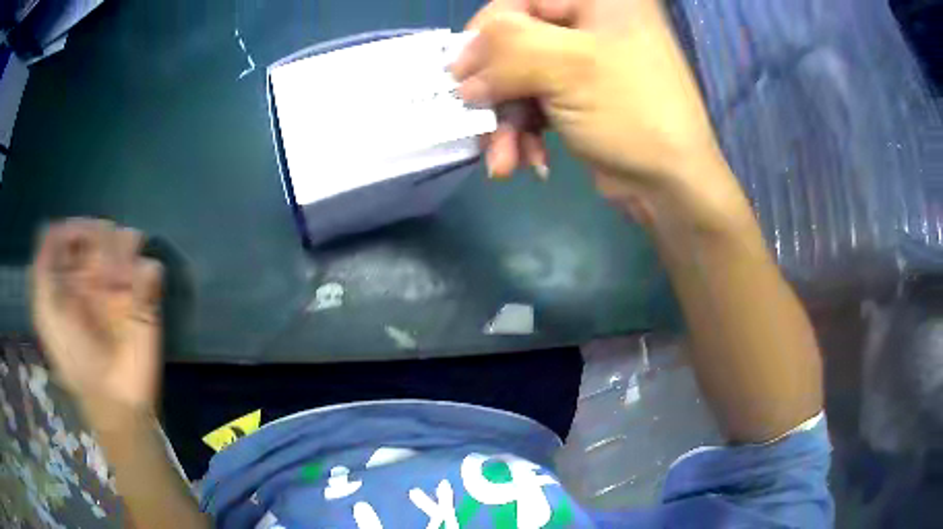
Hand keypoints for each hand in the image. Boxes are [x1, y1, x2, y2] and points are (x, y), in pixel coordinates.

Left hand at [31, 219, 163, 427]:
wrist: (114, 399)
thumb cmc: (74, 359)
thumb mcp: (46, 315)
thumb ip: (42, 268)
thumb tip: (55, 227)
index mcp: (70, 276)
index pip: (73, 232)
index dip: (75, 230)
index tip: (81, 244)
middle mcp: (94, 273)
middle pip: (99, 230)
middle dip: (101, 242)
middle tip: (102, 273)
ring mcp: (121, 284)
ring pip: (127, 239)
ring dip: (124, 253)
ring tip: (120, 281)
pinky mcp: (146, 299)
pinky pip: (150, 269)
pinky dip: (144, 274)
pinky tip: (135, 293)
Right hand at [453, 0, 750, 227]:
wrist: (671, 188)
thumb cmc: (632, 115)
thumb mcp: (568, 67)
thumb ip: (506, 51)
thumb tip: (461, 70)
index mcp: (600, 1)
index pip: (519, 1)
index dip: (485, 34)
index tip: (461, 74)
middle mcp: (591, 25)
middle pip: (516, 44)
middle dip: (496, 91)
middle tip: (476, 122)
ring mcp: (584, 64)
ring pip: (520, 79)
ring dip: (506, 123)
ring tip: (503, 160)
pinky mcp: (578, 98)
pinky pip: (534, 104)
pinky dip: (523, 134)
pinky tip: (527, 161)